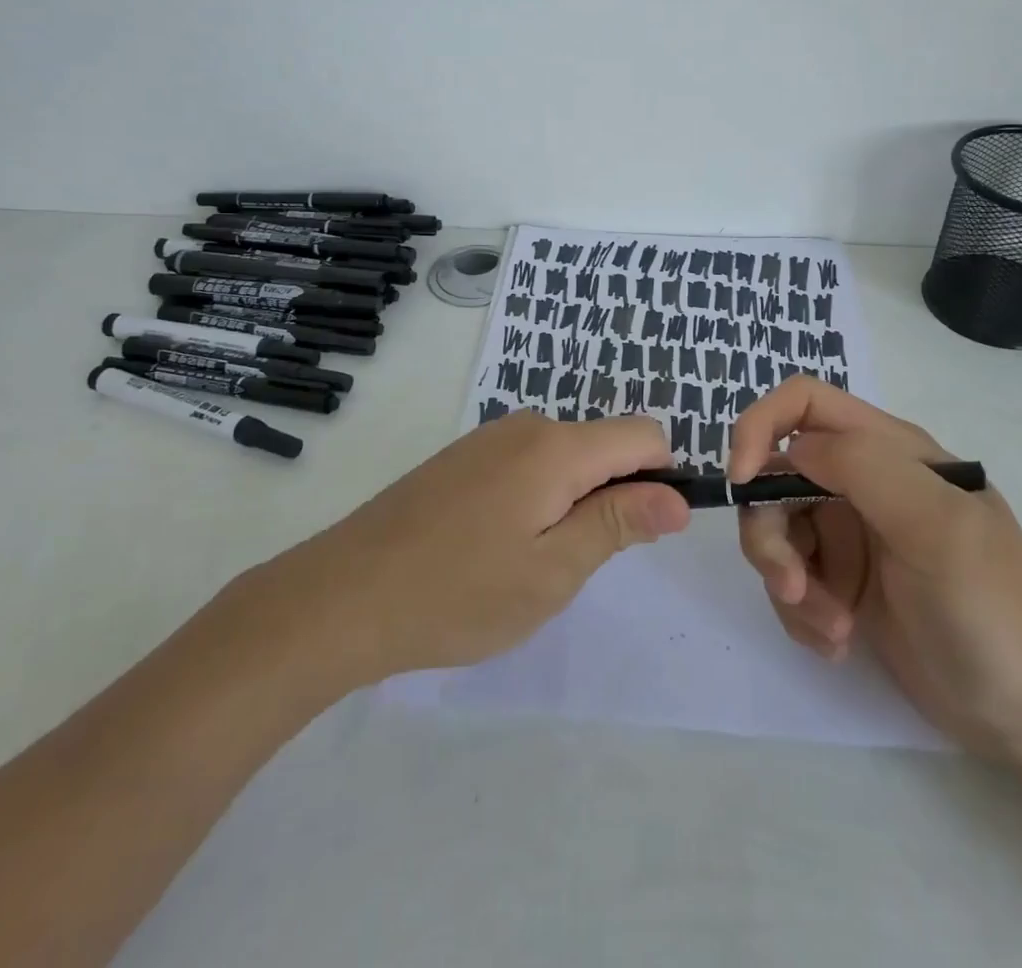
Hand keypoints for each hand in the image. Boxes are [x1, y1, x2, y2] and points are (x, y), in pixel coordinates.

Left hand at [261, 411, 688, 687]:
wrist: (344, 595)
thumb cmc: (459, 592)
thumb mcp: (552, 571)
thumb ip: (619, 524)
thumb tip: (678, 497)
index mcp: (557, 447)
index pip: (643, 434)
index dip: (662, 477)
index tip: (646, 532)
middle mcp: (526, 426)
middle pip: (603, 445)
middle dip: (613, 496)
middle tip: (575, 563)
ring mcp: (489, 439)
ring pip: (565, 457)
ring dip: (572, 502)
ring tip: (530, 562)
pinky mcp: (462, 458)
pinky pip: (527, 464)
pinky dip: (537, 498)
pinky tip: (496, 547)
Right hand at [728, 377, 1021, 757]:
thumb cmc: (987, 606)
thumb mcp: (934, 525)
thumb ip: (863, 467)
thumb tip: (791, 452)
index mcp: (887, 450)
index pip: (803, 402)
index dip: (760, 426)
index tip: (742, 481)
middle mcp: (860, 482)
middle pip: (774, 476)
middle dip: (771, 535)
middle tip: (794, 589)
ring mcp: (848, 533)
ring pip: (774, 532)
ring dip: (788, 584)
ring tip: (833, 629)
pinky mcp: (839, 581)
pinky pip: (788, 579)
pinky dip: (801, 613)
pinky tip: (839, 642)